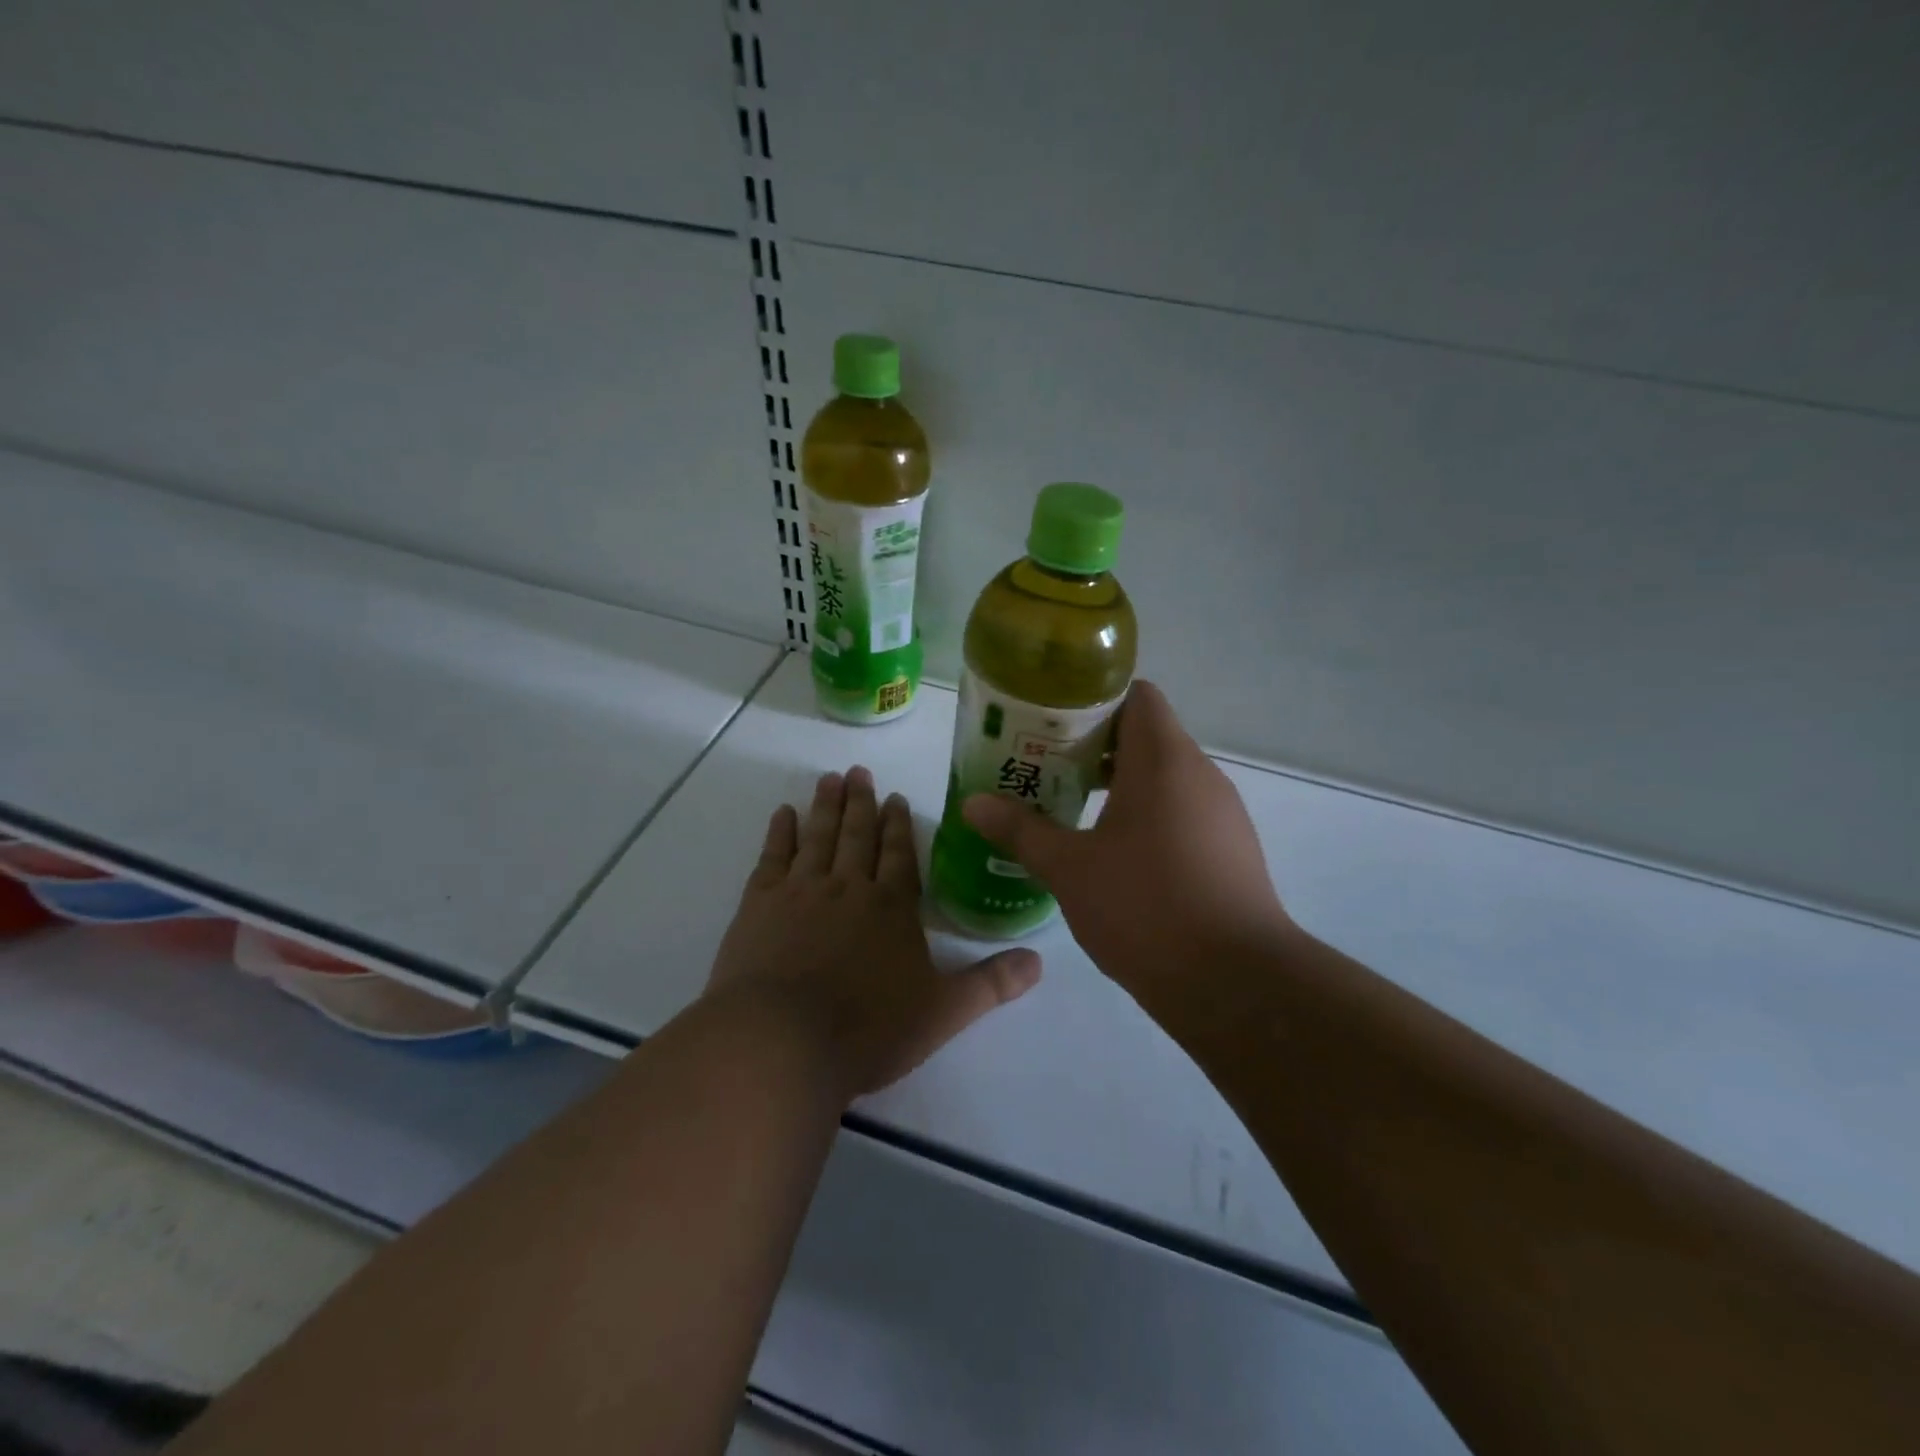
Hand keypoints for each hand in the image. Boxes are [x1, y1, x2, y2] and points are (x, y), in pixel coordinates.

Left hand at [709, 767, 1041, 1099]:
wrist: (782, 1042)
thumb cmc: (868, 1029)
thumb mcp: (943, 1012)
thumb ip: (991, 984)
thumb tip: (1040, 961)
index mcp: (892, 908)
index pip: (899, 855)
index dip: (898, 826)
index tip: (894, 797)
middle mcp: (849, 888)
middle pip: (857, 836)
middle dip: (861, 803)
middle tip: (858, 772)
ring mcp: (801, 891)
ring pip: (818, 837)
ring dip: (826, 806)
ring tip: (829, 779)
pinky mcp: (759, 905)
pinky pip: (773, 857)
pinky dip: (780, 833)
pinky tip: (784, 813)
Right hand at [961, 681, 1290, 1001]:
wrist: (1235, 982)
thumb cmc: (1145, 907)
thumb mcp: (1069, 868)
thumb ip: (1020, 830)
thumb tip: (972, 804)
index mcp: (1163, 759)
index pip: (1136, 695)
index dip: (1093, 701)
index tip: (1052, 725)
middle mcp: (1200, 773)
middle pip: (1146, 735)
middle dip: (1094, 748)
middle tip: (1046, 770)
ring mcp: (1222, 812)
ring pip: (1165, 777)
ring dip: (1120, 785)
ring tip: (1072, 810)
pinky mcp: (1232, 848)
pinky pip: (1183, 811)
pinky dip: (1148, 815)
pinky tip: (1117, 855)